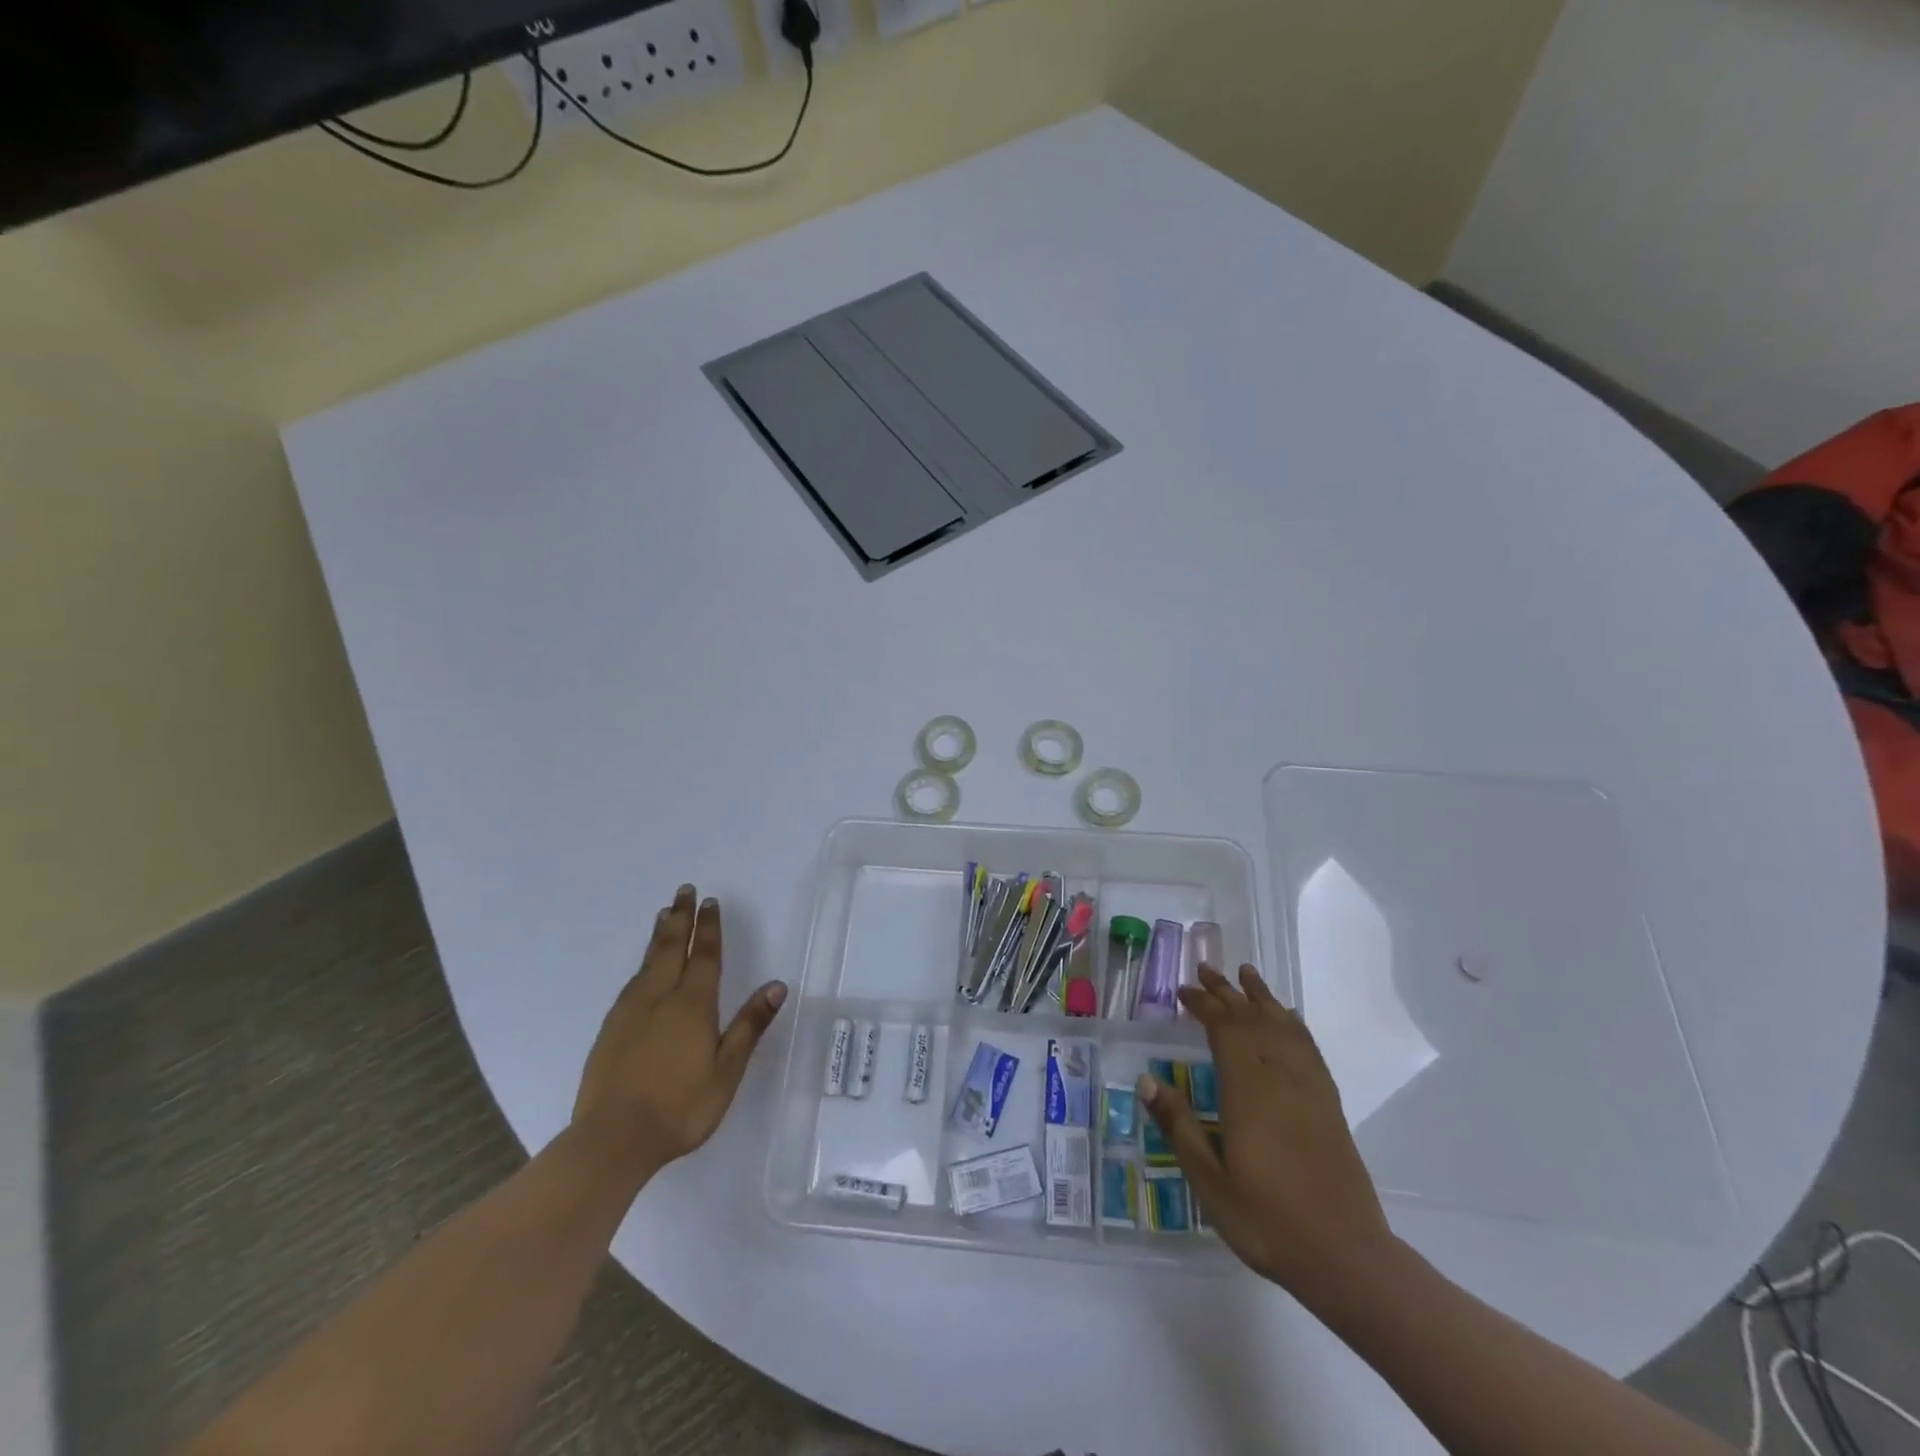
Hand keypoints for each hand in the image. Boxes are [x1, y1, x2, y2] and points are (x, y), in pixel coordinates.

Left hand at [571, 884, 786, 1176]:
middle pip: (670, 948)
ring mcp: (630, 1013)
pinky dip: (642, 963)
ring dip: (659, 935)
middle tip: (684, 891)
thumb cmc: (680, 1108)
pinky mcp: (610, 1030)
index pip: (704, 956)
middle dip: (680, 917)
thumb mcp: (726, 1070)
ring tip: (664, 914)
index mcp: (692, 1005)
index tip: (711, 902)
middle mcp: (659, 998)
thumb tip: (777, 985)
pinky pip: (631, 982)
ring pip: (647, 962)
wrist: (612, 1140)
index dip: (709, 928)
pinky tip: (642, 969)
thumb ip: (750, 1025)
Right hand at [1139, 963, 1394, 1292]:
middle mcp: (1279, 1078)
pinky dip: (1295, 1025)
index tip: (1182, 991)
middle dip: (1227, 992)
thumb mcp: (1209, 1180)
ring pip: (1283, 1027)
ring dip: (1262, 998)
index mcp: (1248, 1091)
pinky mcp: (1328, 1105)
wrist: (1345, 1256)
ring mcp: (1309, 1089)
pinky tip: (1289, 1019)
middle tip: (1205, 969)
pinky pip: (1308, 1049)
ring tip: (1247, 974)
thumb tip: (1146, 1080)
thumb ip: (1179, 1126)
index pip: (1224, 1030)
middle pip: (1252, 1020)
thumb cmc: (1267, 1220)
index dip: (1203, 1005)